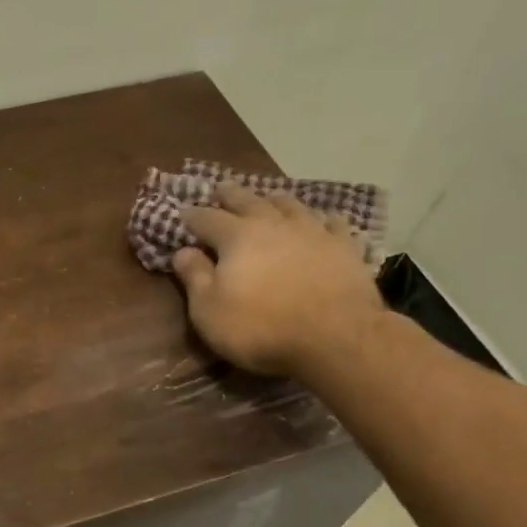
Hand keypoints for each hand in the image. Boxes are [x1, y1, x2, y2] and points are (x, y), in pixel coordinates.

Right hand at [173, 182, 384, 378]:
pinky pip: (332, 224)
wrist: (335, 337)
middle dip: (230, 195)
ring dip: (274, 200)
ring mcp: (313, 231)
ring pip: (290, 205)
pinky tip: (322, 222)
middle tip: (220, 189)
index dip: (191, 216)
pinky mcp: (345, 247)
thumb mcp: (209, 311)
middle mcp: (274, 224)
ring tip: (268, 198)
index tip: (181, 213)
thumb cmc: (260, 327)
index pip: (207, 218)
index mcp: (237, 237)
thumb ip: (194, 277)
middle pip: (248, 200)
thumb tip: (182, 251)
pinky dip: (322, 220)